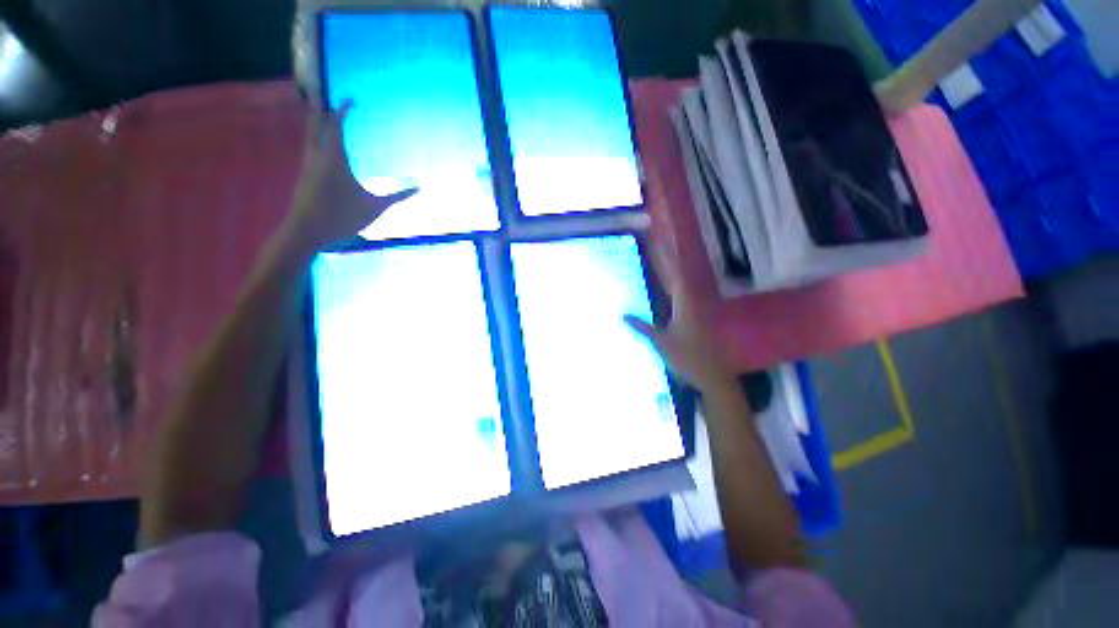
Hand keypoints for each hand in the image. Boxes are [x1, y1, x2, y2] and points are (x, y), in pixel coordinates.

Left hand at [287, 101, 417, 251]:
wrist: (307, 231)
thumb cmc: (342, 218)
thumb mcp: (374, 208)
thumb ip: (397, 196)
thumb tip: (419, 188)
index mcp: (334, 158)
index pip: (336, 125)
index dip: (343, 110)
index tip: (352, 100)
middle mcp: (317, 155)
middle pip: (317, 123)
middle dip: (324, 108)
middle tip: (332, 98)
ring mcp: (308, 164)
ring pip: (310, 134)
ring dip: (318, 122)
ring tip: (326, 114)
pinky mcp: (305, 174)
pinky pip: (311, 147)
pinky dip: (317, 137)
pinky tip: (324, 144)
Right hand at [625, 240, 730, 389]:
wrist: (712, 376)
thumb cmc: (686, 358)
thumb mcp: (660, 342)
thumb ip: (642, 326)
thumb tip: (623, 314)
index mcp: (685, 304)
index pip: (674, 274)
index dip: (666, 257)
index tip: (657, 241)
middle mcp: (693, 302)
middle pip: (679, 275)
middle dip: (668, 259)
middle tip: (656, 244)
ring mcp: (697, 310)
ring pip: (683, 285)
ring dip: (672, 272)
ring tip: (659, 262)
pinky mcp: (699, 318)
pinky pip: (684, 296)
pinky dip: (674, 288)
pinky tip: (667, 290)